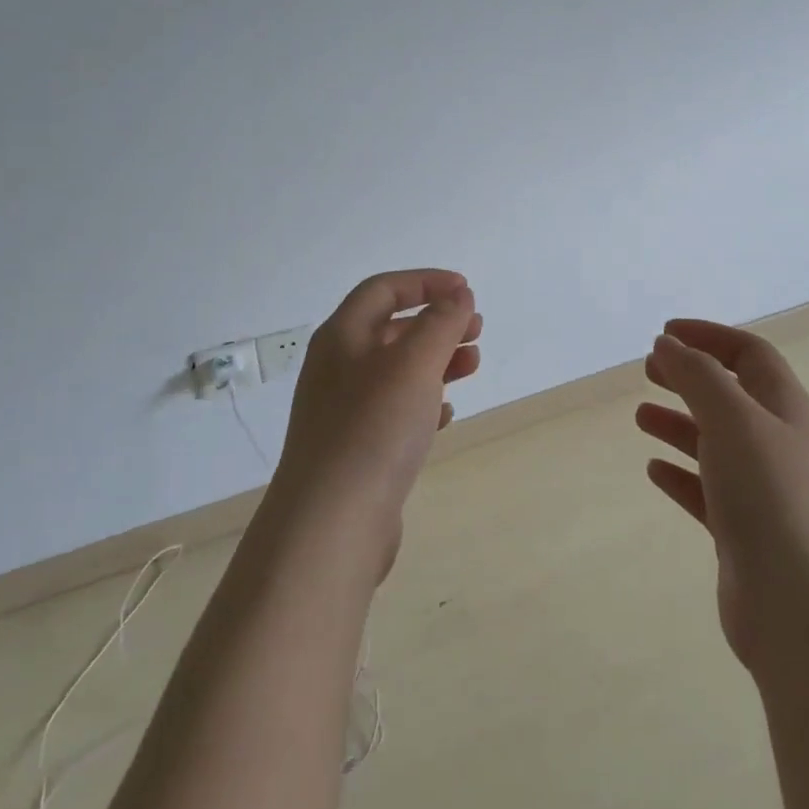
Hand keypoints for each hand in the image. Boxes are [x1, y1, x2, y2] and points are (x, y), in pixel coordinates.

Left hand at [269, 269, 481, 579]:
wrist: (331, 526)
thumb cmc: (374, 428)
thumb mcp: (414, 363)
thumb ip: (441, 322)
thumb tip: (458, 295)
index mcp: (342, 336)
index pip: (384, 289)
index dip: (426, 282)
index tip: (466, 290)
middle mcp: (338, 367)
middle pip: (392, 329)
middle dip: (437, 323)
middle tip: (477, 331)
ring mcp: (344, 411)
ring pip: (397, 371)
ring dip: (437, 361)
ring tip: (473, 366)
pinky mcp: (356, 449)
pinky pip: (395, 411)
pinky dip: (425, 403)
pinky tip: (447, 415)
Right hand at [637, 321, 808, 676]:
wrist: (803, 612)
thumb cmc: (770, 497)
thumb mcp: (732, 419)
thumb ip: (697, 375)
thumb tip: (668, 343)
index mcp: (786, 409)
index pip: (750, 354)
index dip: (709, 336)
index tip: (664, 333)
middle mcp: (778, 444)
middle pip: (731, 394)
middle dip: (690, 376)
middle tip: (649, 370)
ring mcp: (763, 491)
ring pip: (716, 442)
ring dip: (680, 424)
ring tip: (641, 417)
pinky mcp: (745, 532)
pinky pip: (707, 490)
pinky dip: (681, 474)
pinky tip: (654, 471)